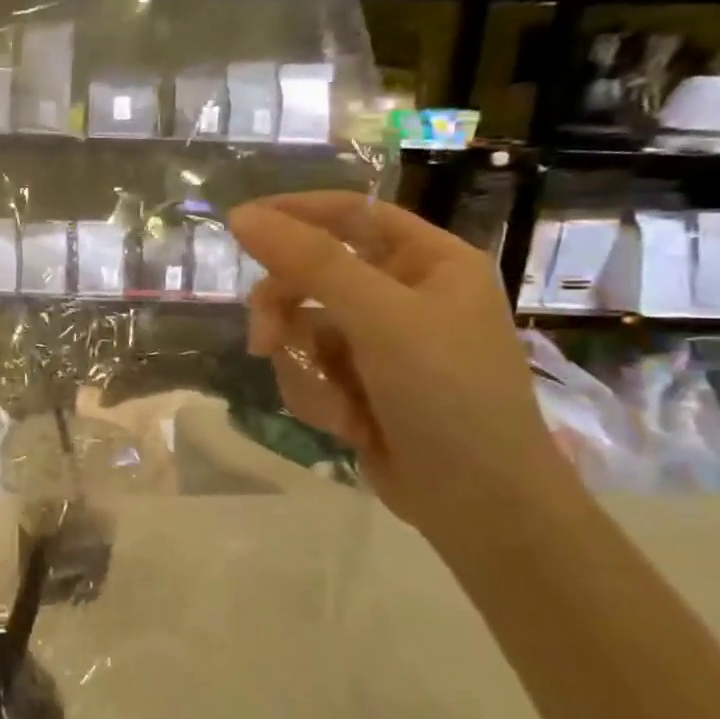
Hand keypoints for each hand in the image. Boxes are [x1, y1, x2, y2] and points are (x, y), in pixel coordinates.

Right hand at [229, 193, 586, 548]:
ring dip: (305, 368)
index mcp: (428, 261)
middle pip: (312, 275)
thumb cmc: (448, 395)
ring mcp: (380, 342)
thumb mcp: (380, 318)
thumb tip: (241, 216)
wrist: (479, 505)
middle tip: (265, 341)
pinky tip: (346, 425)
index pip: (351, 213)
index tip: (240, 225)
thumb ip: (310, 263)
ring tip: (332, 404)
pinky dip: (317, 395)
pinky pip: (308, 368)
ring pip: (300, 328)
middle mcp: (403, 294)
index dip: (295, 213)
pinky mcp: (359, 383)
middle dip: (285, 313)